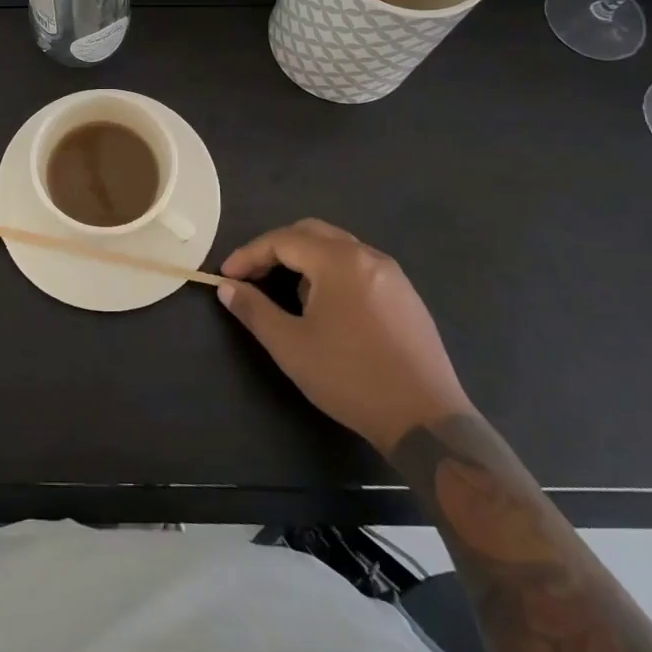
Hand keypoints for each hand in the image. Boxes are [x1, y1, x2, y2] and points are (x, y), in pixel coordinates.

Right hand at [217, 219, 473, 454]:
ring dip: (305, 260)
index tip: (226, 276)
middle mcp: (367, 256)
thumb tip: (227, 287)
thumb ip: (254, 310)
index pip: (283, 240)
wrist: (425, 419)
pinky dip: (331, 272)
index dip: (249, 254)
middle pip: (311, 233)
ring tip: (287, 294)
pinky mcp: (406, 296)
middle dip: (276, 248)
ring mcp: (392, 274)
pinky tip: (327, 308)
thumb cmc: (350, 377)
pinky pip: (359, 266)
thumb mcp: (290, 346)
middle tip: (252, 274)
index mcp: (338, 261)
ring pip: (337, 248)